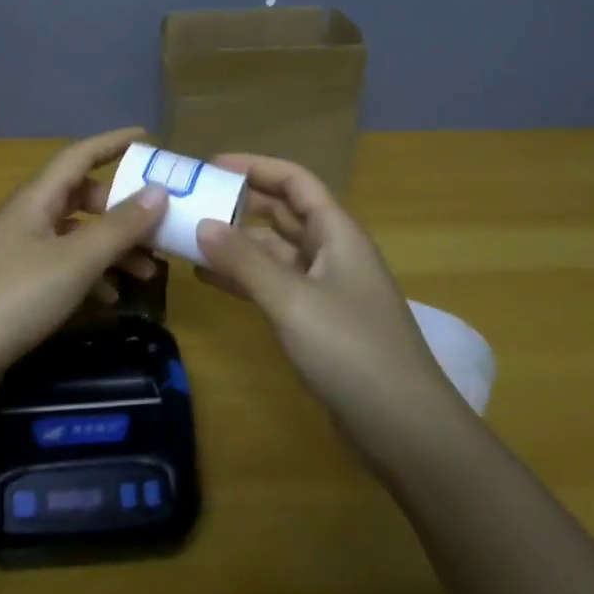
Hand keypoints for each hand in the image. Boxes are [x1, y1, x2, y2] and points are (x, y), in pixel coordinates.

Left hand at [0, 128, 168, 397]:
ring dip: (112, 248)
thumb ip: (119, 227)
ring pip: (76, 237)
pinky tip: (111, 299)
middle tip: (158, 226)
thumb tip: (159, 190)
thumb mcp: (76, 260)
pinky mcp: (17, 288)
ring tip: (147, 273)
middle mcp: (27, 218)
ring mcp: (20, 254)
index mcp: (36, 199)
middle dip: (122, 210)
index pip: (79, 156)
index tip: (148, 138)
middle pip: (81, 198)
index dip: (113, 143)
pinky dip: (91, 277)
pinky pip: (64, 268)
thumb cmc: (15, 296)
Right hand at [195, 154, 460, 465]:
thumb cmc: (351, 350)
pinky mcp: (316, 321)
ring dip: (236, 243)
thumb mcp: (292, 301)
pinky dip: (243, 278)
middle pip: (283, 213)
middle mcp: (332, 252)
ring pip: (274, 251)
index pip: (295, 181)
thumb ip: (245, 262)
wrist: (404, 427)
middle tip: (192, 199)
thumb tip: (203, 223)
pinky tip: (208, 278)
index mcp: (337, 233)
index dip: (255, 167)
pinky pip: (273, 285)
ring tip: (189, 237)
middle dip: (241, 202)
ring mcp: (324, 289)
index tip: (210, 165)